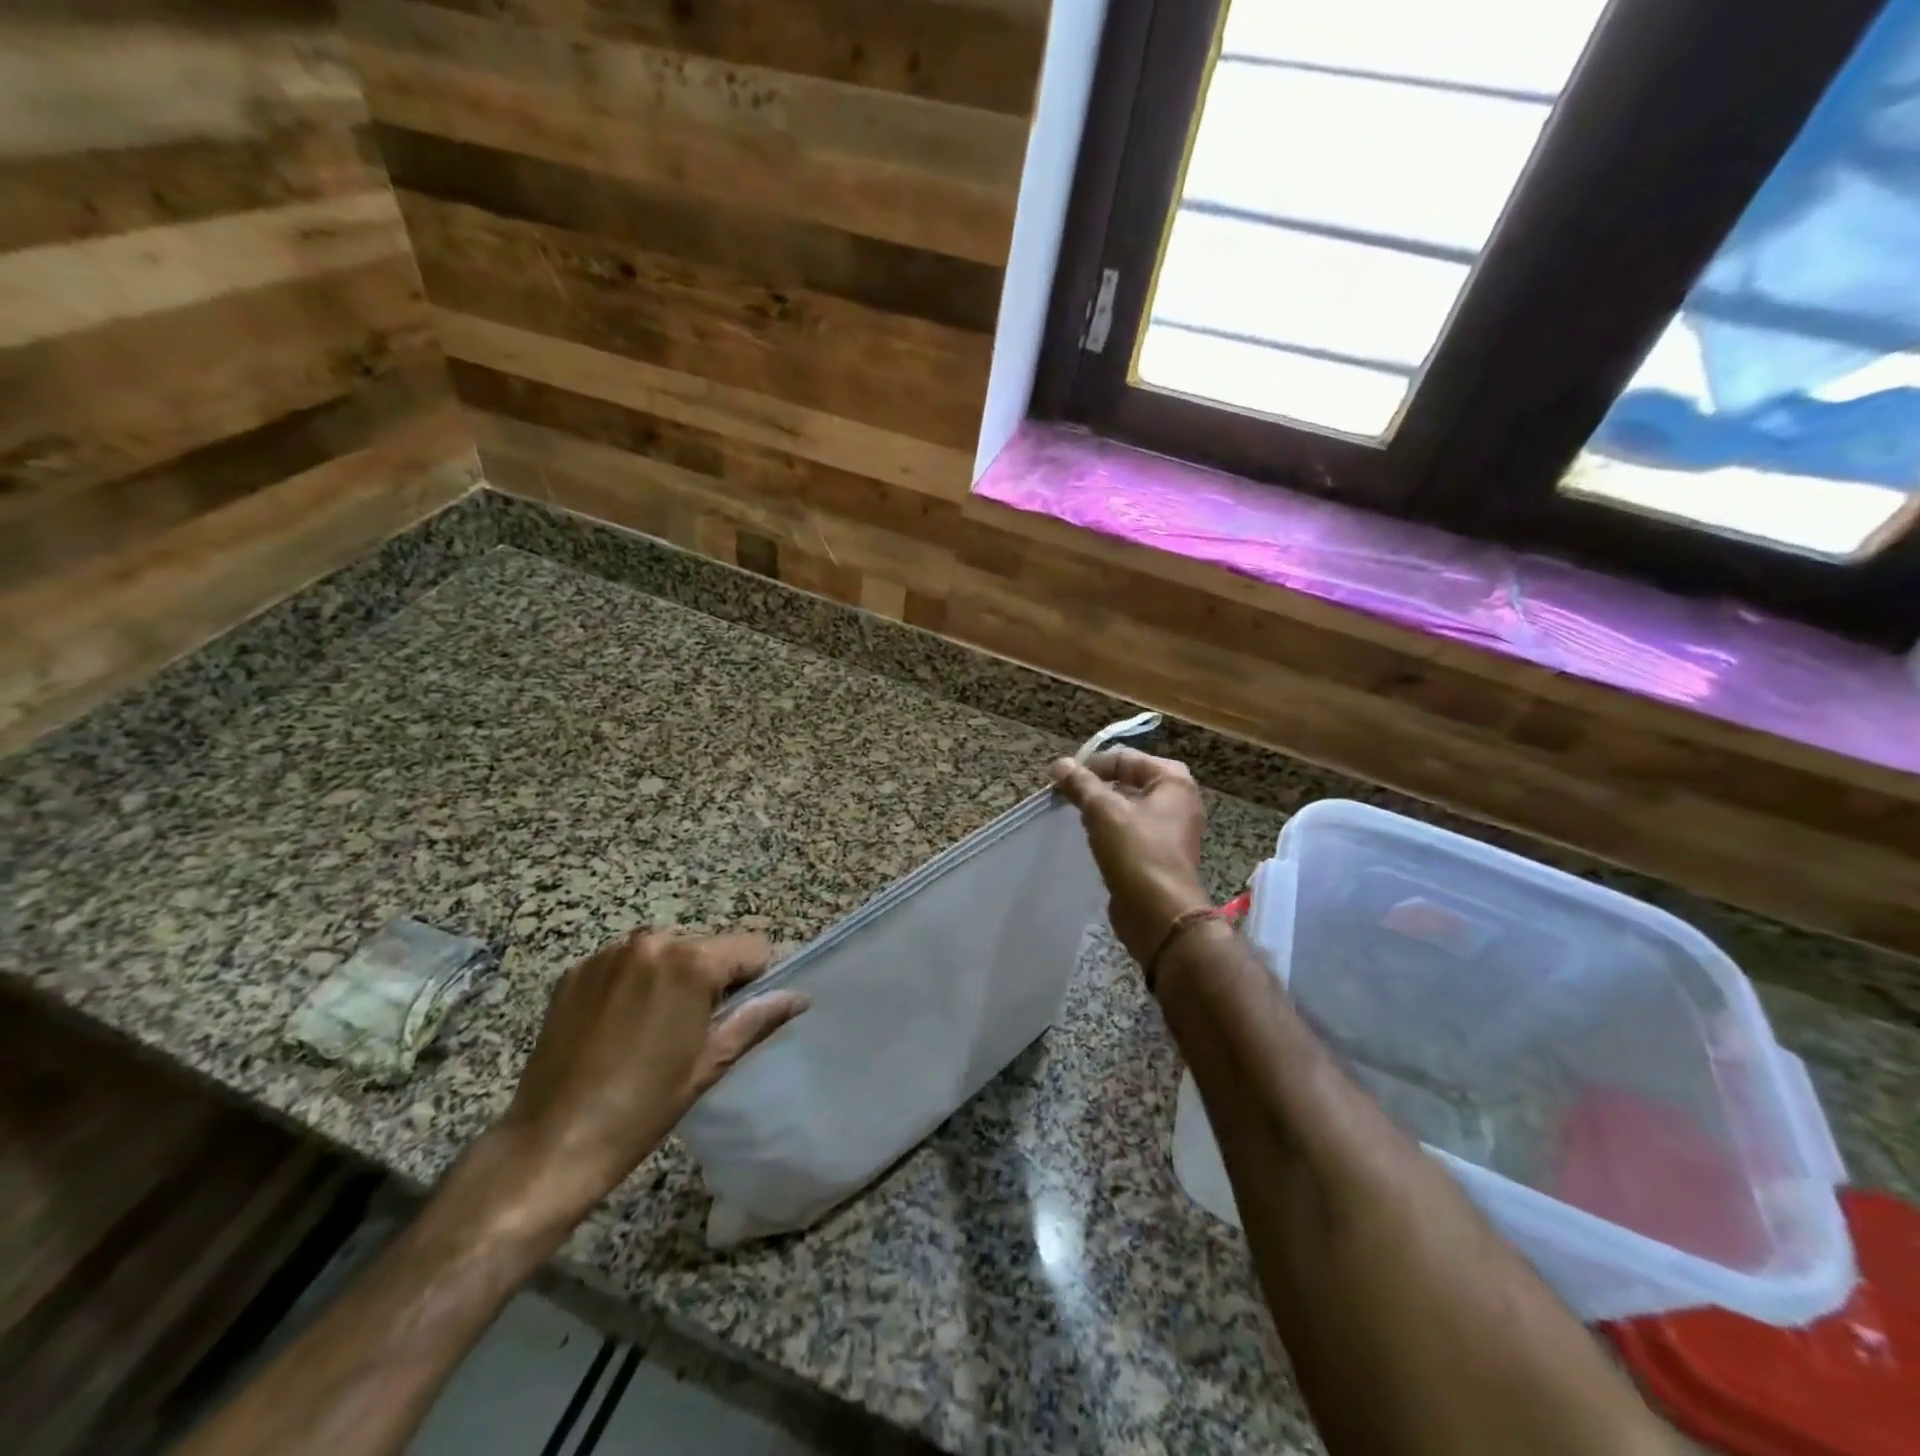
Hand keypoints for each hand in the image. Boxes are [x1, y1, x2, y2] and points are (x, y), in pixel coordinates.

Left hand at [494, 931, 804, 1217]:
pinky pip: (626, 963)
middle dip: (710, 978)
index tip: (737, 1015)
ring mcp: (609, 954)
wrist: (552, 1143)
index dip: (755, 979)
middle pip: (707, 946)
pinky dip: (633, 983)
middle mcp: (651, 941)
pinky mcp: (576, 970)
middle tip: (694, 1029)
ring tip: (652, 1029)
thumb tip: (799, 997)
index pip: (752, 946)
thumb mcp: (711, 1063)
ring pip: (666, 952)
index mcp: (691, 961)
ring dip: (671, 977)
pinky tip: (619, 1027)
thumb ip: (758, 1019)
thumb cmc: (643, 1106)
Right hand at [1050, 747, 1210, 967]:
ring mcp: (1172, 829)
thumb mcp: (1103, 811)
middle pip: (1128, 781)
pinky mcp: (1161, 854)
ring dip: (1102, 810)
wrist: (1159, 914)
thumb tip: (1060, 764)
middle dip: (1096, 788)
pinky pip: (1132, 831)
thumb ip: (1080, 784)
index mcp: (1173, 781)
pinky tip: (1093, 841)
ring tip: (1078, 819)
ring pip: (1129, 807)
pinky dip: (1112, 831)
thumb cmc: (1136, 852)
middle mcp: (1179, 800)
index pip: (1125, 758)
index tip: (1064, 780)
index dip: (1092, 765)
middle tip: (1068, 798)